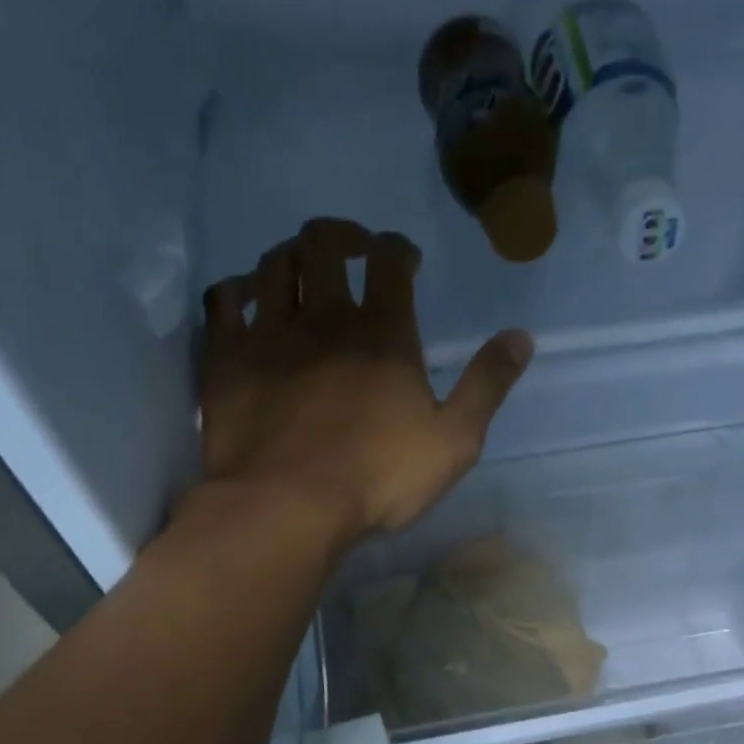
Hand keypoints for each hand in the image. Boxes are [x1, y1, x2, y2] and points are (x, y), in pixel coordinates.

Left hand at [196, 218, 533, 544]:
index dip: (399, 248)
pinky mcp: (226, 359)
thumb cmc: (377, 479)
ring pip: (274, 264)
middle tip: (352, 250)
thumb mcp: (453, 442)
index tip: (405, 260)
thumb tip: (521, 337)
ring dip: (292, 256)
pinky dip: (237, 290)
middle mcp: (323, 317)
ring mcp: (268, 334)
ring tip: (303, 271)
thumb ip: (486, 386)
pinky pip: (222, 301)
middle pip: (324, 243)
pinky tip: (246, 298)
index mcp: (382, 333)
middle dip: (342, 236)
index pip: (390, 259)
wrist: (286, 508)